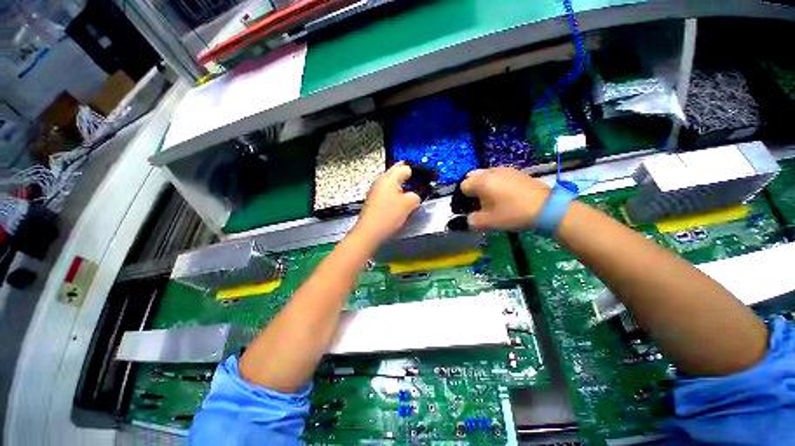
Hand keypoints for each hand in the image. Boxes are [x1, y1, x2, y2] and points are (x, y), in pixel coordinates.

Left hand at [352, 162, 420, 244]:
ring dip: (402, 187)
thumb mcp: (409, 204)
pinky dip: (395, 195)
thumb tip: (414, 197)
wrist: (369, 232)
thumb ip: (416, 196)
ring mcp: (376, 190)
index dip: (416, 172)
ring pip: (392, 184)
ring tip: (411, 195)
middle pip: (396, 173)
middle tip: (419, 184)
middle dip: (408, 177)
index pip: (405, 167)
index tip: (424, 178)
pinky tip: (400, 204)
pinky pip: (388, 193)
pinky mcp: (374, 200)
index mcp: (389, 178)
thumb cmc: (388, 215)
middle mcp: (381, 181)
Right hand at [460, 167, 549, 229]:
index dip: (463, 199)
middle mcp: (490, 171)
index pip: (463, 186)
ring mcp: (504, 169)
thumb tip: (468, 219)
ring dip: (483, 186)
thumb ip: (472, 221)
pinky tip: (504, 195)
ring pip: (485, 175)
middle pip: (472, 177)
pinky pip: (498, 175)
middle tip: (478, 203)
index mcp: (480, 181)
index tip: (470, 209)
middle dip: (471, 189)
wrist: (546, 208)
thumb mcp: (488, 222)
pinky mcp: (516, 172)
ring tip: (492, 199)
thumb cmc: (512, 213)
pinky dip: (495, 183)